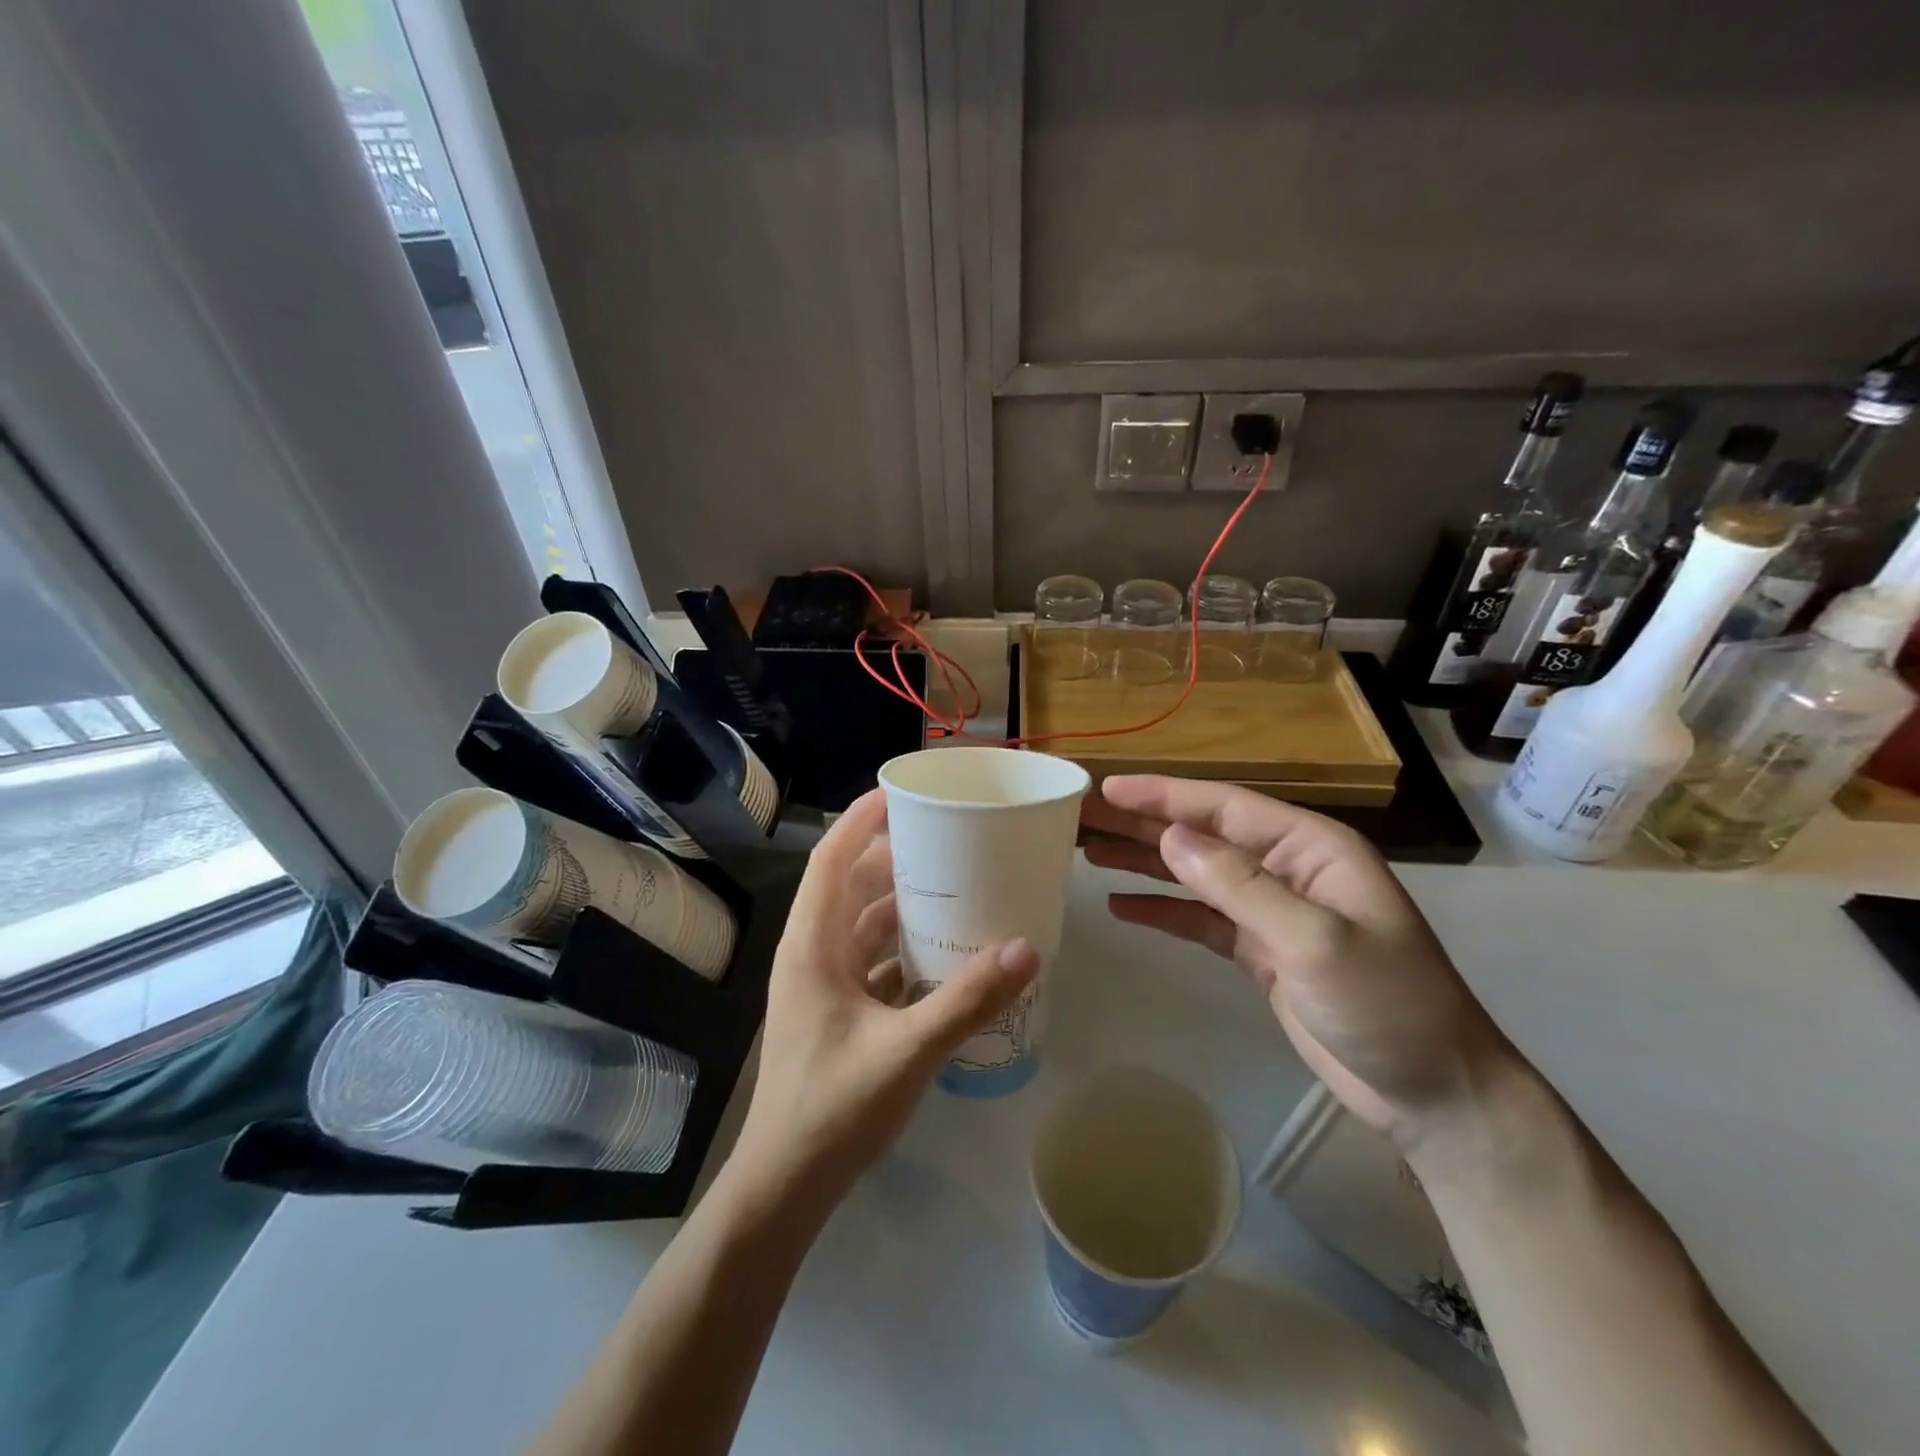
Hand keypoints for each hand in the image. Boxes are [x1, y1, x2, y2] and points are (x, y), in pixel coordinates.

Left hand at [732, 789, 1039, 1213]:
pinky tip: (942, 954)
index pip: (830, 860)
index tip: (900, 793)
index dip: (861, 821)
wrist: (785, 1187)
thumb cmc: (833, 1109)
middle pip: (849, 887)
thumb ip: (968, 1000)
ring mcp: (822, 986)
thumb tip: (1027, 949)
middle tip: (946, 842)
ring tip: (952, 888)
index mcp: (812, 946)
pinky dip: (902, 949)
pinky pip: (871, 962)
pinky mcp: (836, 1013)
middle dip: (893, 860)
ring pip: (861, 926)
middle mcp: (812, 955)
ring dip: (900, 906)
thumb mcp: (908, 1051)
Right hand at [1081, 774, 1516, 1144]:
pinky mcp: (1261, 950)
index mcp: (1310, 848)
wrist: (1433, 1093)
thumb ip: (1241, 886)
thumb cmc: (1387, 1006)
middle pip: (1202, 835)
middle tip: (1082, 816)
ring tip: (1089, 852)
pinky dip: (1162, 911)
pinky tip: (1121, 907)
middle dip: (1142, 824)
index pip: (1224, 806)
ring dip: (1144, 862)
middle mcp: (1287, 868)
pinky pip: (1200, 919)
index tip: (1108, 788)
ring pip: (1195, 874)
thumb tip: (1171, 837)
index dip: (1163, 795)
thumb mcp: (1316, 940)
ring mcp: (1273, 910)